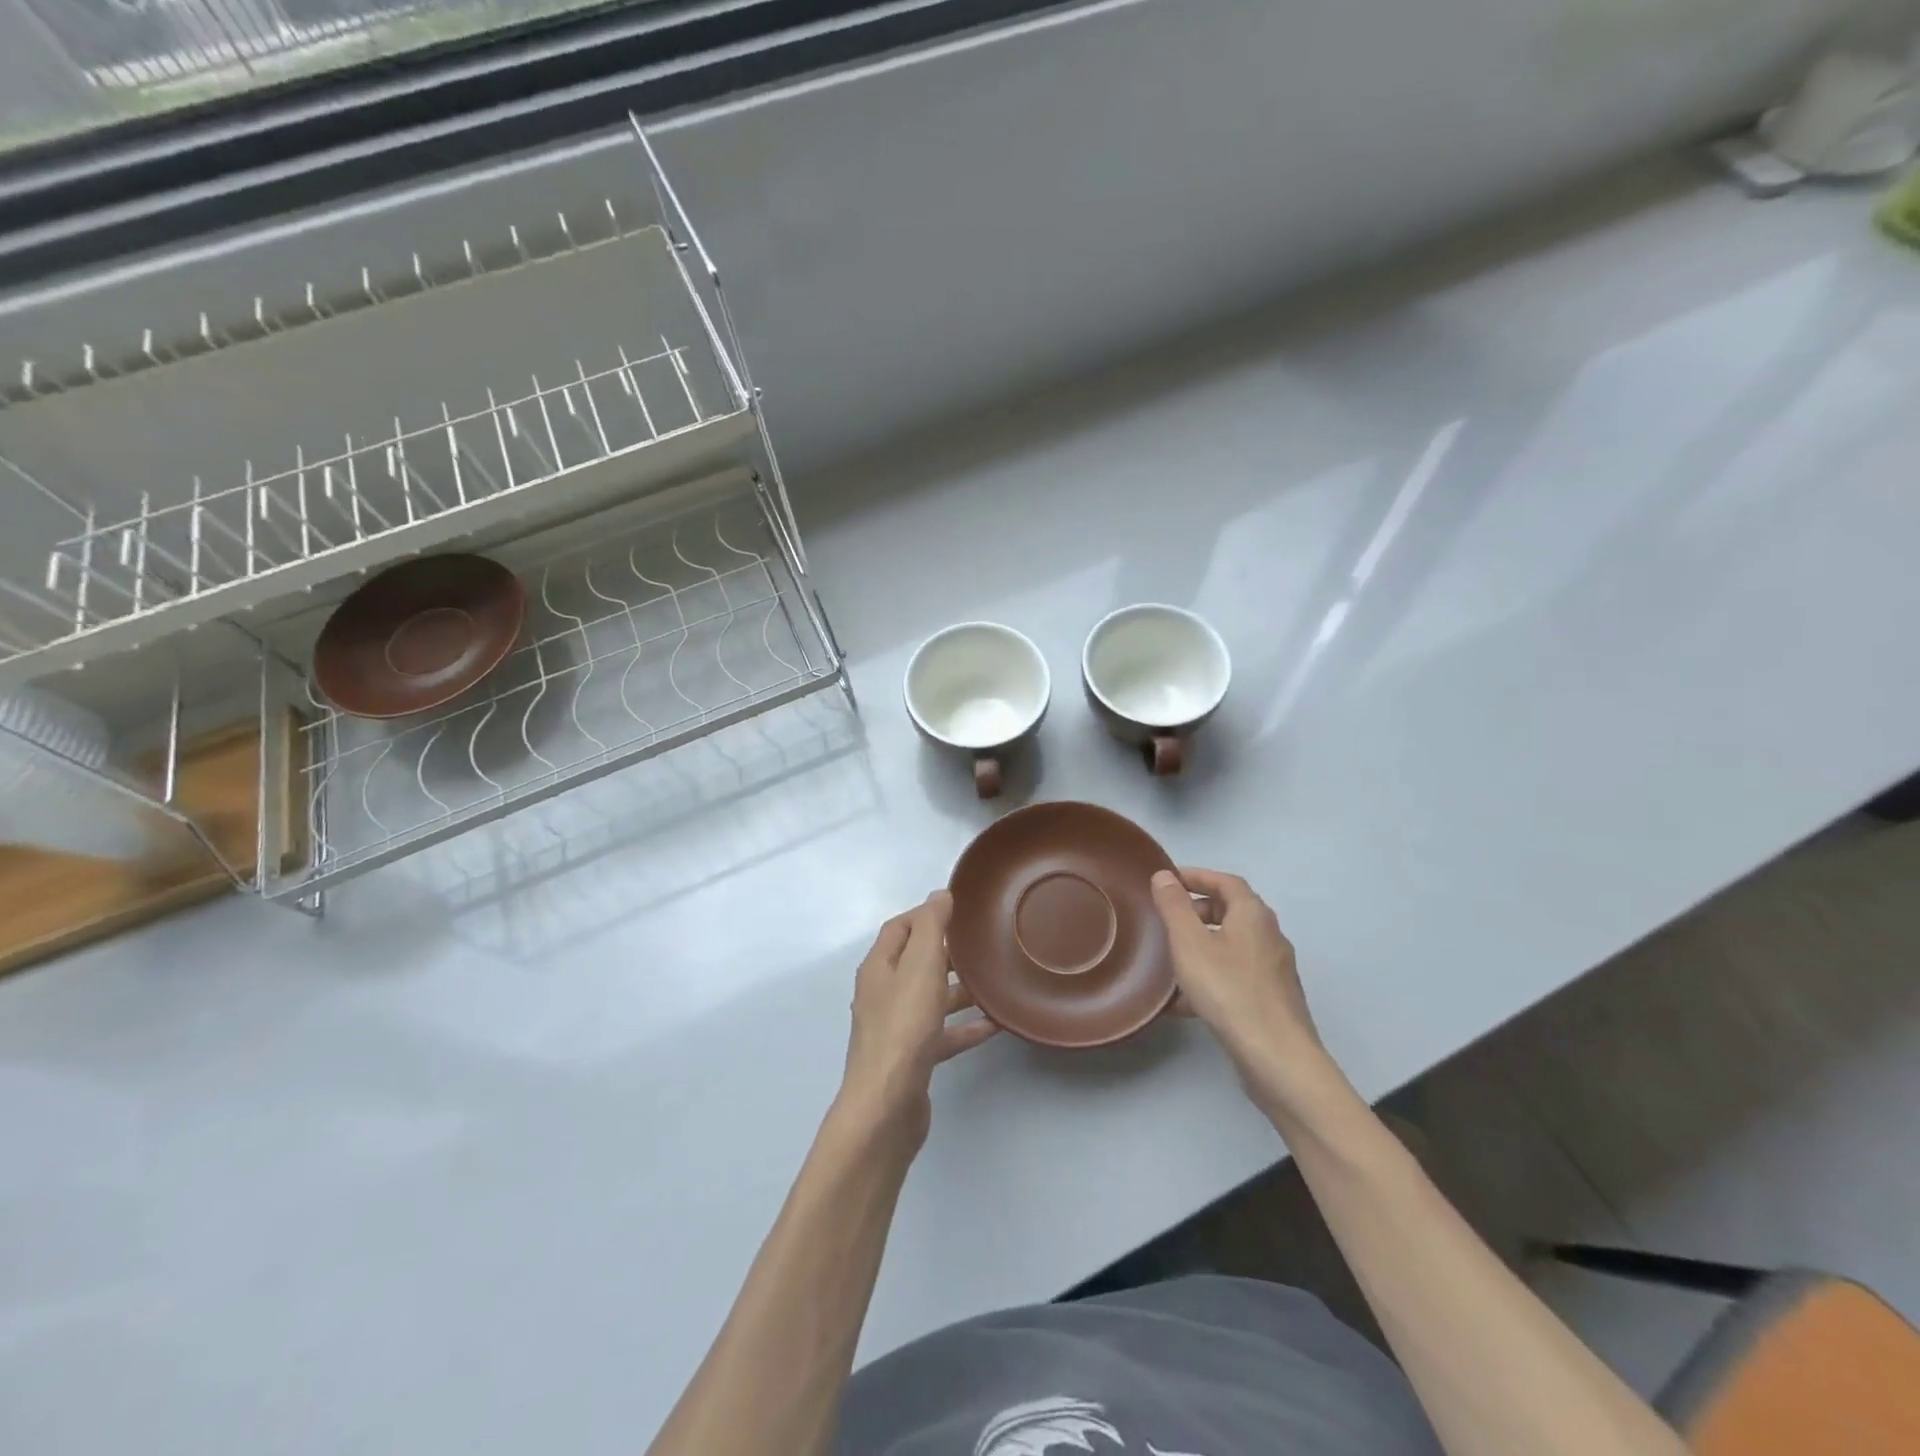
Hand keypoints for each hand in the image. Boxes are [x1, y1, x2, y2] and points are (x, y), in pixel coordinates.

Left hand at [838, 892, 997, 1150]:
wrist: (887, 1105)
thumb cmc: (904, 1027)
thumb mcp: (921, 966)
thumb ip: (931, 926)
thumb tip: (940, 894)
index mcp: (879, 967)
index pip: (899, 928)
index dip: (925, 914)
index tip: (959, 910)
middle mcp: (883, 993)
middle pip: (915, 962)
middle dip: (946, 951)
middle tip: (982, 944)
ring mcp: (896, 1028)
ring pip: (930, 998)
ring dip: (959, 989)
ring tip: (994, 982)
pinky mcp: (912, 1057)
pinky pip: (942, 1033)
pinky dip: (964, 1026)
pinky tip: (994, 1025)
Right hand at [1150, 868, 1326, 1092]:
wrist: (1277, 1057)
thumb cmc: (1229, 990)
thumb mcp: (1190, 943)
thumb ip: (1174, 906)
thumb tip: (1164, 875)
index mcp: (1253, 914)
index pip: (1225, 881)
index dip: (1197, 876)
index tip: (1169, 880)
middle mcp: (1270, 935)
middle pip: (1232, 911)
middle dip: (1199, 909)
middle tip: (1168, 918)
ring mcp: (1274, 969)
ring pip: (1233, 945)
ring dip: (1203, 944)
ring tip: (1172, 958)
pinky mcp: (1272, 999)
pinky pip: (1236, 974)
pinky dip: (1212, 974)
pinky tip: (1186, 1001)